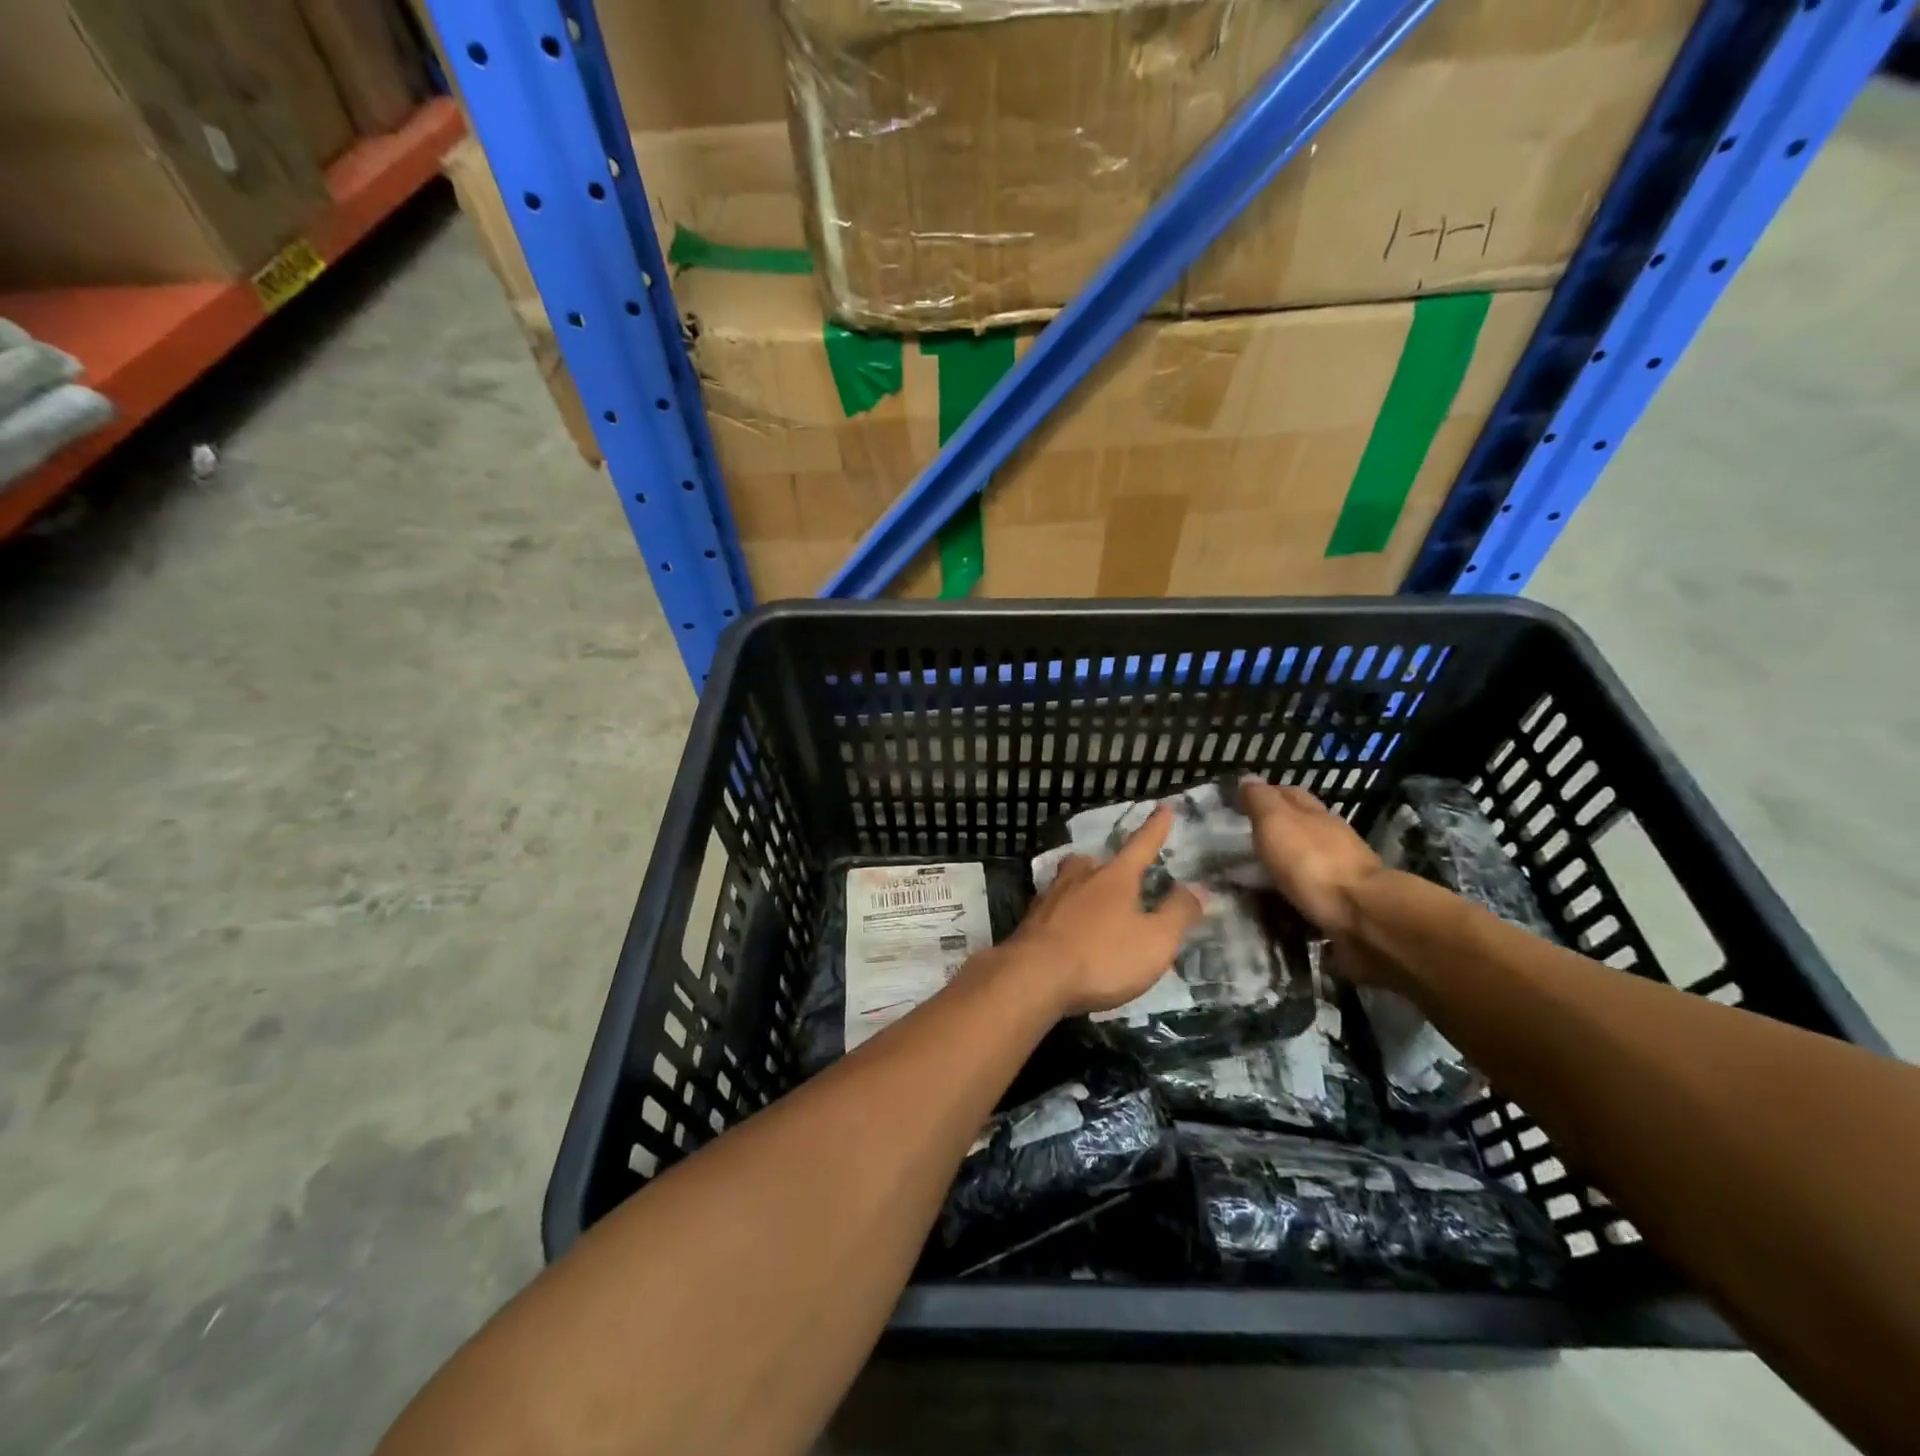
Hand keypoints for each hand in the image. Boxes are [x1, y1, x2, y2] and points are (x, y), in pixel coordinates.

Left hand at [1005, 806, 1204, 1017]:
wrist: (1034, 977)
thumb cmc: (1102, 957)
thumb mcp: (1155, 941)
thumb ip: (1178, 913)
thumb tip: (1198, 887)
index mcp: (1115, 878)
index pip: (1141, 845)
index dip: (1155, 828)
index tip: (1164, 807)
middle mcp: (1081, 878)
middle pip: (1095, 861)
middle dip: (1109, 864)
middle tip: (1118, 873)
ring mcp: (1051, 897)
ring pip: (1069, 879)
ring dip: (1082, 884)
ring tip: (1091, 899)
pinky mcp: (1031, 921)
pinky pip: (1054, 906)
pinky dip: (1065, 911)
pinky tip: (1067, 927)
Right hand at [1240, 780, 1384, 940]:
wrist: (1362, 913)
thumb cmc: (1311, 861)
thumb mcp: (1275, 823)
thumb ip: (1260, 801)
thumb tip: (1248, 777)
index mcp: (1315, 812)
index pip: (1289, 793)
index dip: (1266, 794)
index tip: (1242, 804)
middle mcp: (1333, 834)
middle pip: (1304, 821)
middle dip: (1280, 826)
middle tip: (1250, 838)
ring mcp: (1345, 866)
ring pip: (1312, 853)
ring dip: (1292, 857)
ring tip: (1265, 869)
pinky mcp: (1350, 897)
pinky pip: (1318, 884)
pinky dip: (1301, 883)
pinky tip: (1288, 892)